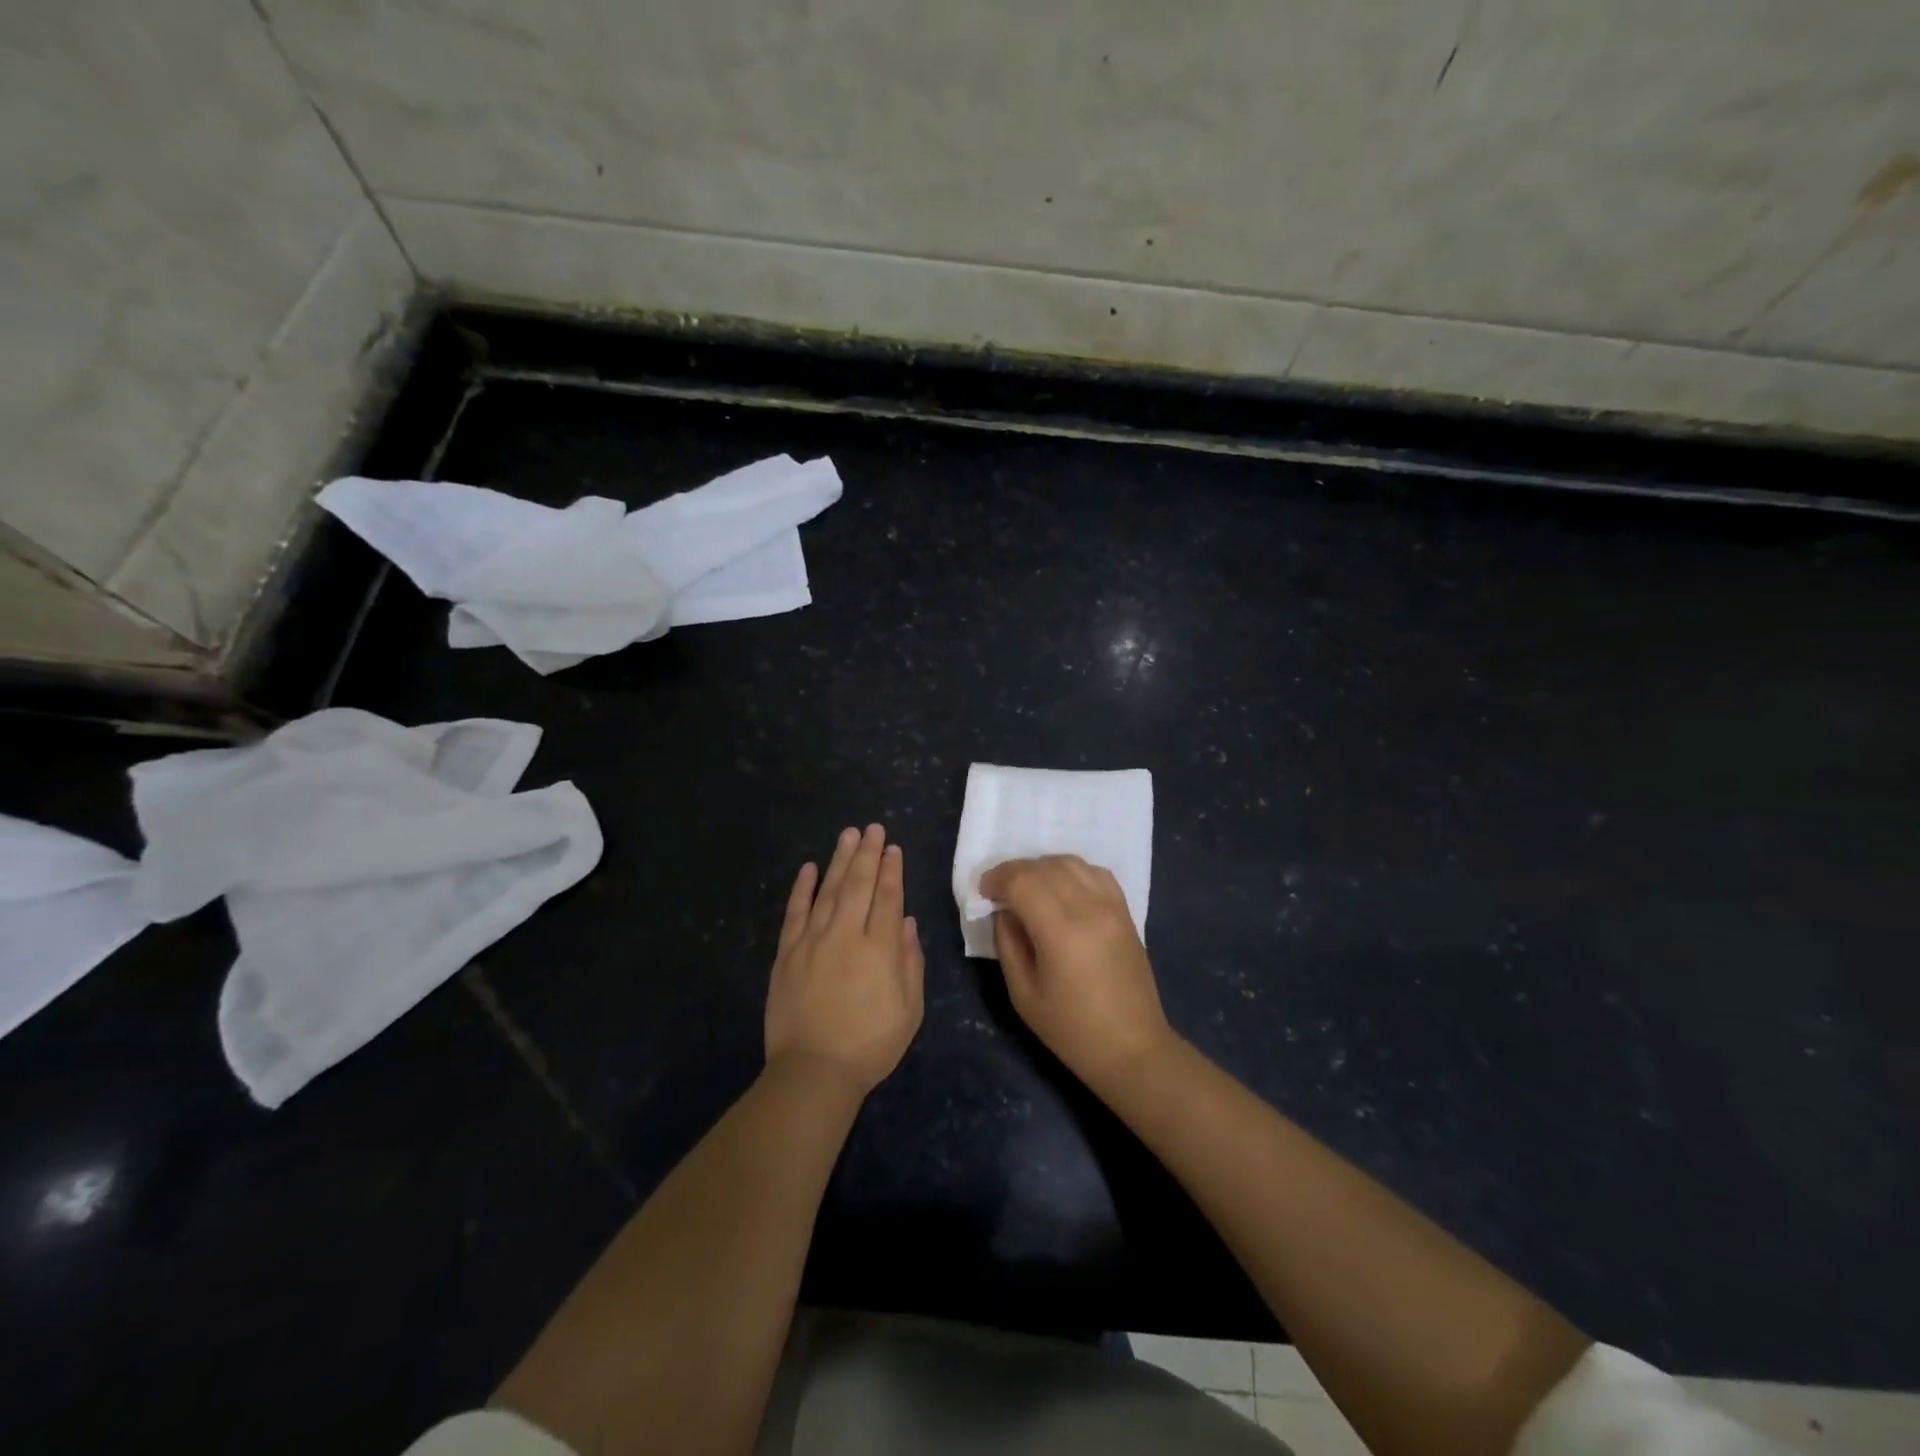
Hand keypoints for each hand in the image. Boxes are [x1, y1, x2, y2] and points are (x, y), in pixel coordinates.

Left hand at [765, 824, 925, 1097]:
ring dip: (840, 860)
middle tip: (873, 829)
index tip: (893, 849)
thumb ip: (910, 962)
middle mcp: (846, 935)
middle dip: (868, 854)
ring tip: (848, 835)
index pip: (887, 898)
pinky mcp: (787, 953)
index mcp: (879, 949)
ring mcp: (812, 941)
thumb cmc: (870, 1044)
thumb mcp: (910, 1010)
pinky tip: (809, 868)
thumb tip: (906, 921)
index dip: (892, 871)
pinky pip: (795, 912)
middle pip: (859, 885)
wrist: (813, 1071)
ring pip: (829, 890)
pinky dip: (802, 888)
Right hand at [980, 854, 1175, 1092]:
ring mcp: (1112, 906)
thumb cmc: (1072, 1029)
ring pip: (1071, 862)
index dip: (998, 879)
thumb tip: (1004, 911)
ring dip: (1042, 867)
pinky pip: (1095, 872)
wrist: (1132, 1047)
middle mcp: (1089, 908)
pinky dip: (1071, 871)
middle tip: (999, 890)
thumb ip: (1008, 944)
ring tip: (1028, 887)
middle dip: (1015, 871)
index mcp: (1061, 931)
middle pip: (1045, 866)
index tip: (984, 892)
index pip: (1023, 881)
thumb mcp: (1023, 994)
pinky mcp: (1125, 911)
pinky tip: (1061, 889)